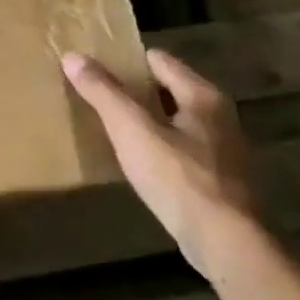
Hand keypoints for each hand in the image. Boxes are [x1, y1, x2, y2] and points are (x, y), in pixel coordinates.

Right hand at [62, 49, 262, 284]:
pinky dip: (160, 146)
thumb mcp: (131, 130)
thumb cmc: (179, 178)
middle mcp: (220, 115)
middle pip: (168, 89)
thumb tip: (72, 56)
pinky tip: (138, 161)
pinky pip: (183, 148)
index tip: (94, 67)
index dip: (126, 60)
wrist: (226, 243)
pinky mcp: (221, 178)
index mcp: (203, 96)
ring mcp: (225, 149)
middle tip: (96, 96)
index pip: (158, 60)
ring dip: (147, 120)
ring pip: (176, 120)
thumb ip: (103, 92)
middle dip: (134, 91)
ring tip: (111, 127)